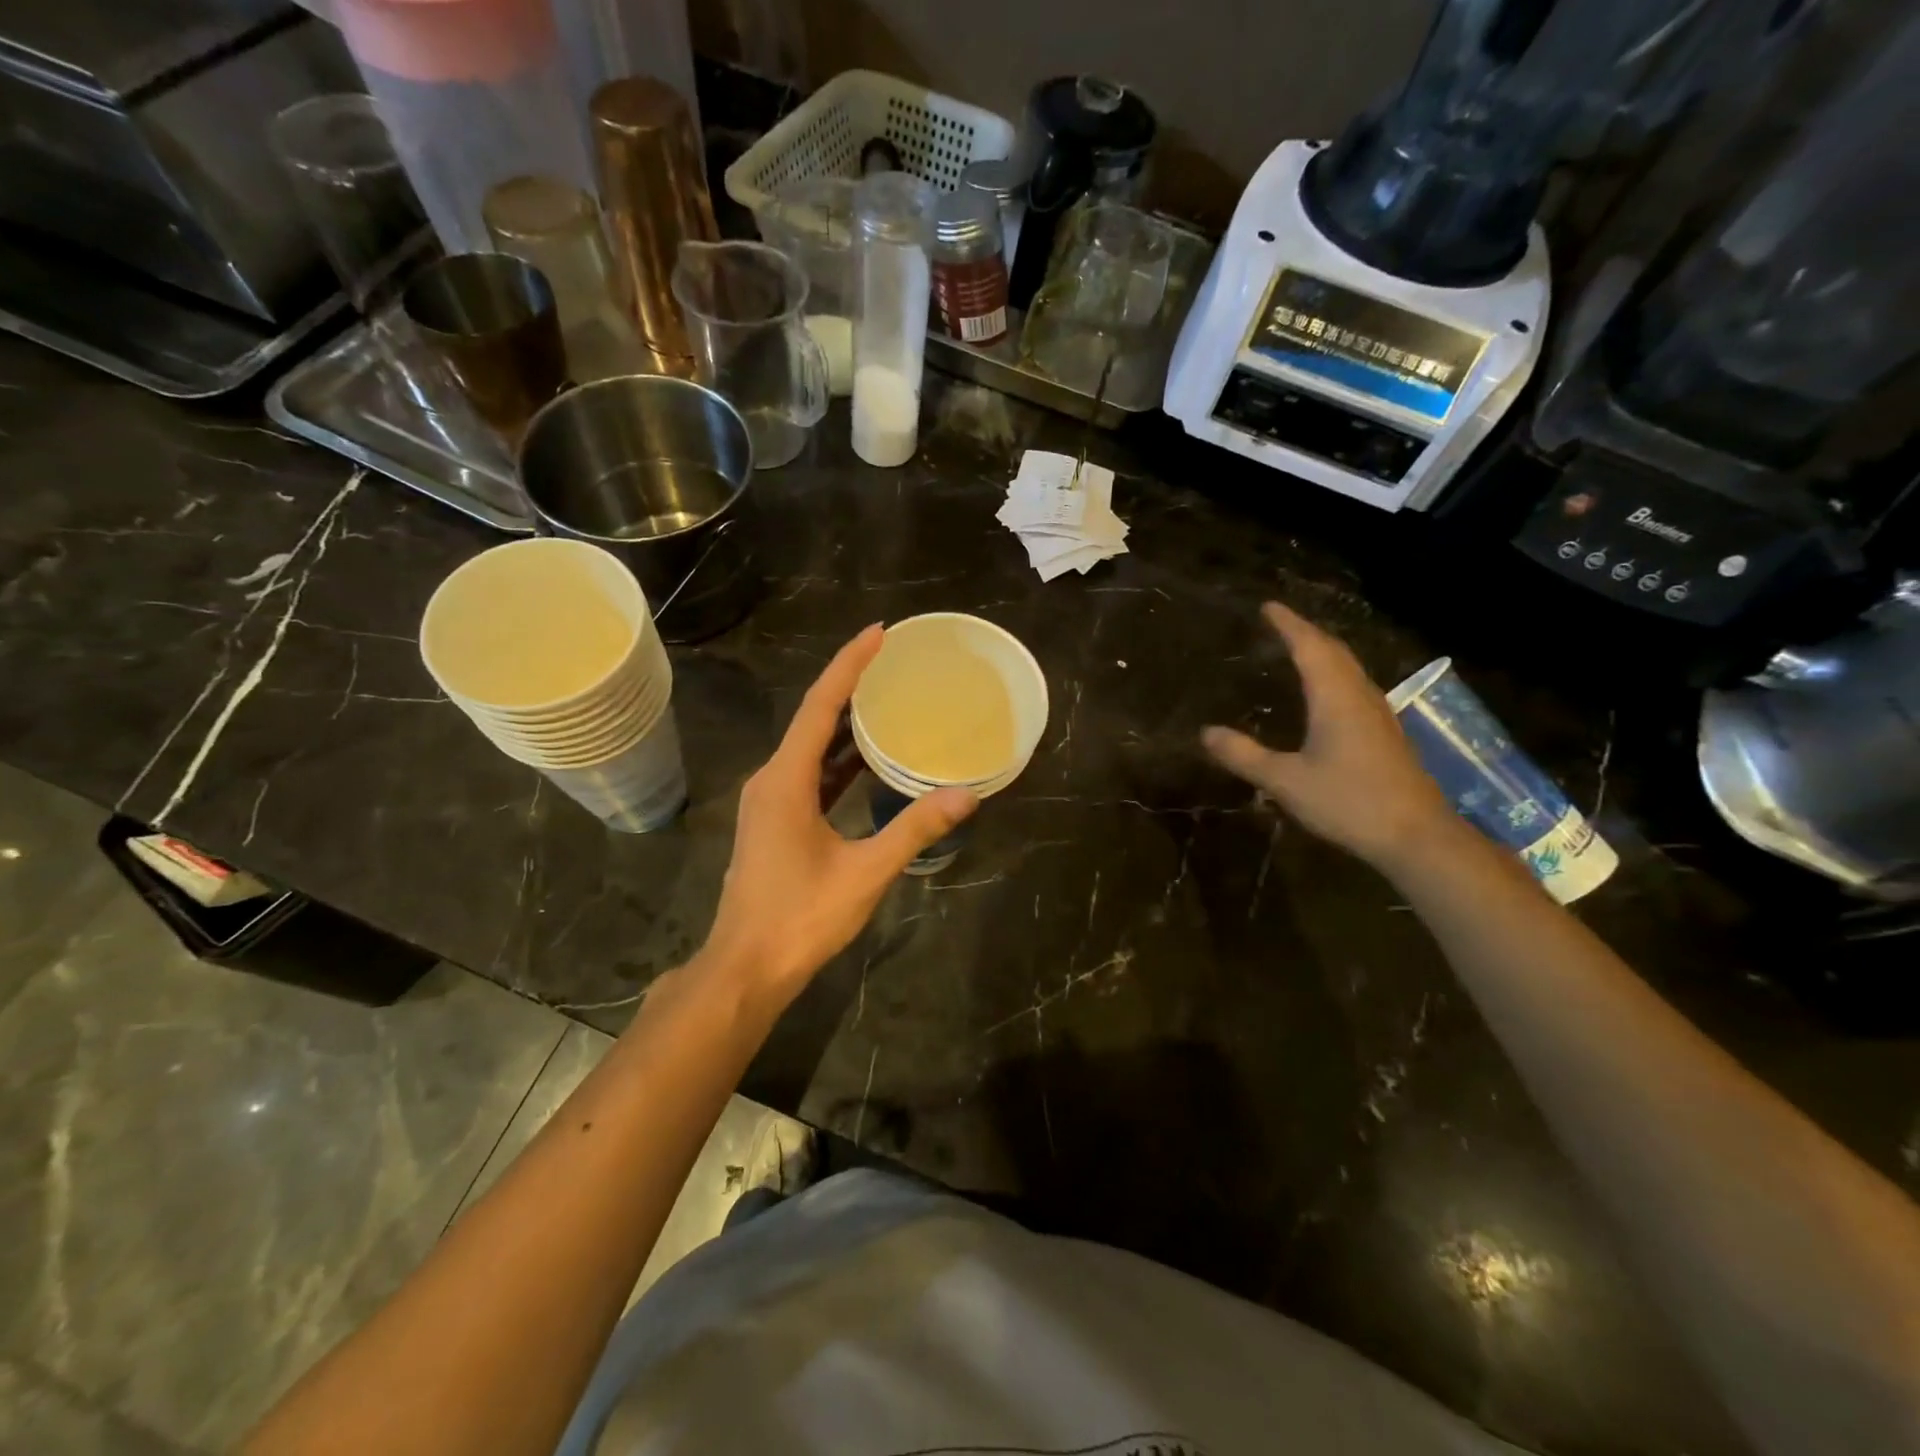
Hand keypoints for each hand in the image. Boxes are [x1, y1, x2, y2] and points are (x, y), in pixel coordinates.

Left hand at [700, 625, 976, 1004]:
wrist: (746, 967)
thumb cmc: (801, 917)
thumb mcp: (866, 872)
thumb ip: (914, 830)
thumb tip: (966, 796)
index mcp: (785, 780)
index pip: (819, 706)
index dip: (849, 665)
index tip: (878, 633)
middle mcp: (771, 780)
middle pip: (812, 718)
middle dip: (850, 686)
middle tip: (891, 660)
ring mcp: (768, 802)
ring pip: (809, 749)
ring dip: (844, 724)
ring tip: (886, 700)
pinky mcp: (774, 822)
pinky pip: (808, 775)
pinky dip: (837, 761)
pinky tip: (866, 761)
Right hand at [1203, 602, 1457, 871]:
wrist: (1416, 836)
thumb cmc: (1348, 802)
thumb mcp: (1285, 781)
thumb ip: (1244, 755)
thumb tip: (1205, 732)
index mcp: (1335, 697)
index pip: (1310, 647)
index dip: (1288, 624)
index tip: (1268, 606)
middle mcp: (1360, 696)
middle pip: (1334, 651)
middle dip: (1306, 632)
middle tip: (1280, 623)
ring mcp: (1378, 714)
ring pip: (1349, 668)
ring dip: (1323, 652)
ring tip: (1298, 649)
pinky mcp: (1386, 733)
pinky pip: (1355, 686)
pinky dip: (1334, 674)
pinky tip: (1326, 692)